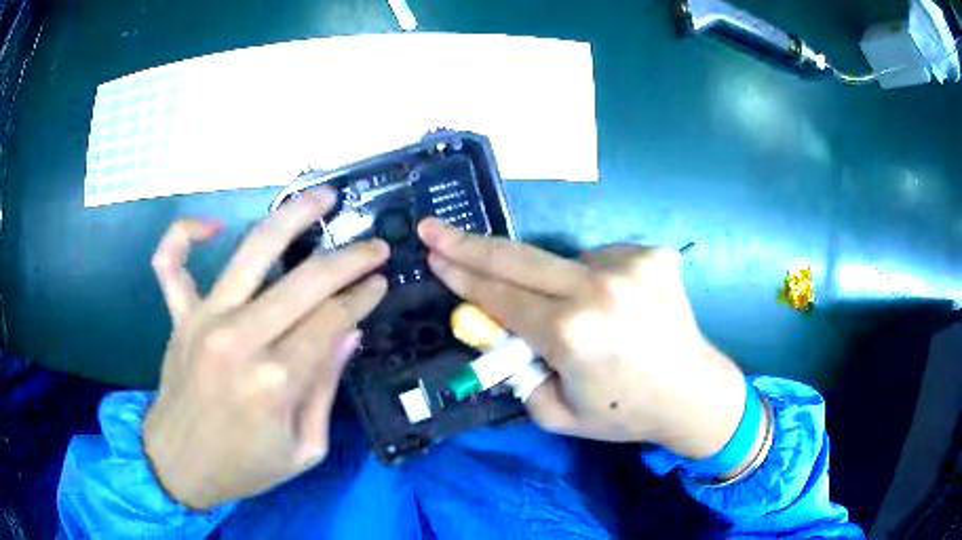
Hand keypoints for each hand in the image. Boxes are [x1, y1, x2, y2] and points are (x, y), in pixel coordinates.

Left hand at [144, 188, 388, 509]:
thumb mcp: (304, 449)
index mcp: (276, 381)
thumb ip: (325, 388)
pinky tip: (210, 226)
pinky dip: (184, 234)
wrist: (180, 466)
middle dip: (349, 257)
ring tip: (322, 196)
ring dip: (292, 216)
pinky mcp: (179, 315)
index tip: (381, 282)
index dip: (362, 297)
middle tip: (374, 245)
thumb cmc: (245, 467)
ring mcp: (204, 319)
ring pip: (252, 249)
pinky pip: (171, 262)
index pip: (332, 320)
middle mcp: (240, 338)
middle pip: (305, 280)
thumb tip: (349, 333)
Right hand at [418, 218, 745, 459]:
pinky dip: (592, 281)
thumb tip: (496, 328)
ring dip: (553, 283)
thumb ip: (516, 371)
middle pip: (516, 258)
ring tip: (585, 320)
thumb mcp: (555, 412)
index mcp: (571, 334)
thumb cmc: (623, 413)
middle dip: (467, 244)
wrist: (693, 393)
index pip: (500, 296)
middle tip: (433, 228)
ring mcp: (627, 264)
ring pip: (562, 262)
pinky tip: (616, 308)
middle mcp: (597, 288)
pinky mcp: (649, 254)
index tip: (433, 254)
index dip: (462, 276)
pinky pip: (599, 260)